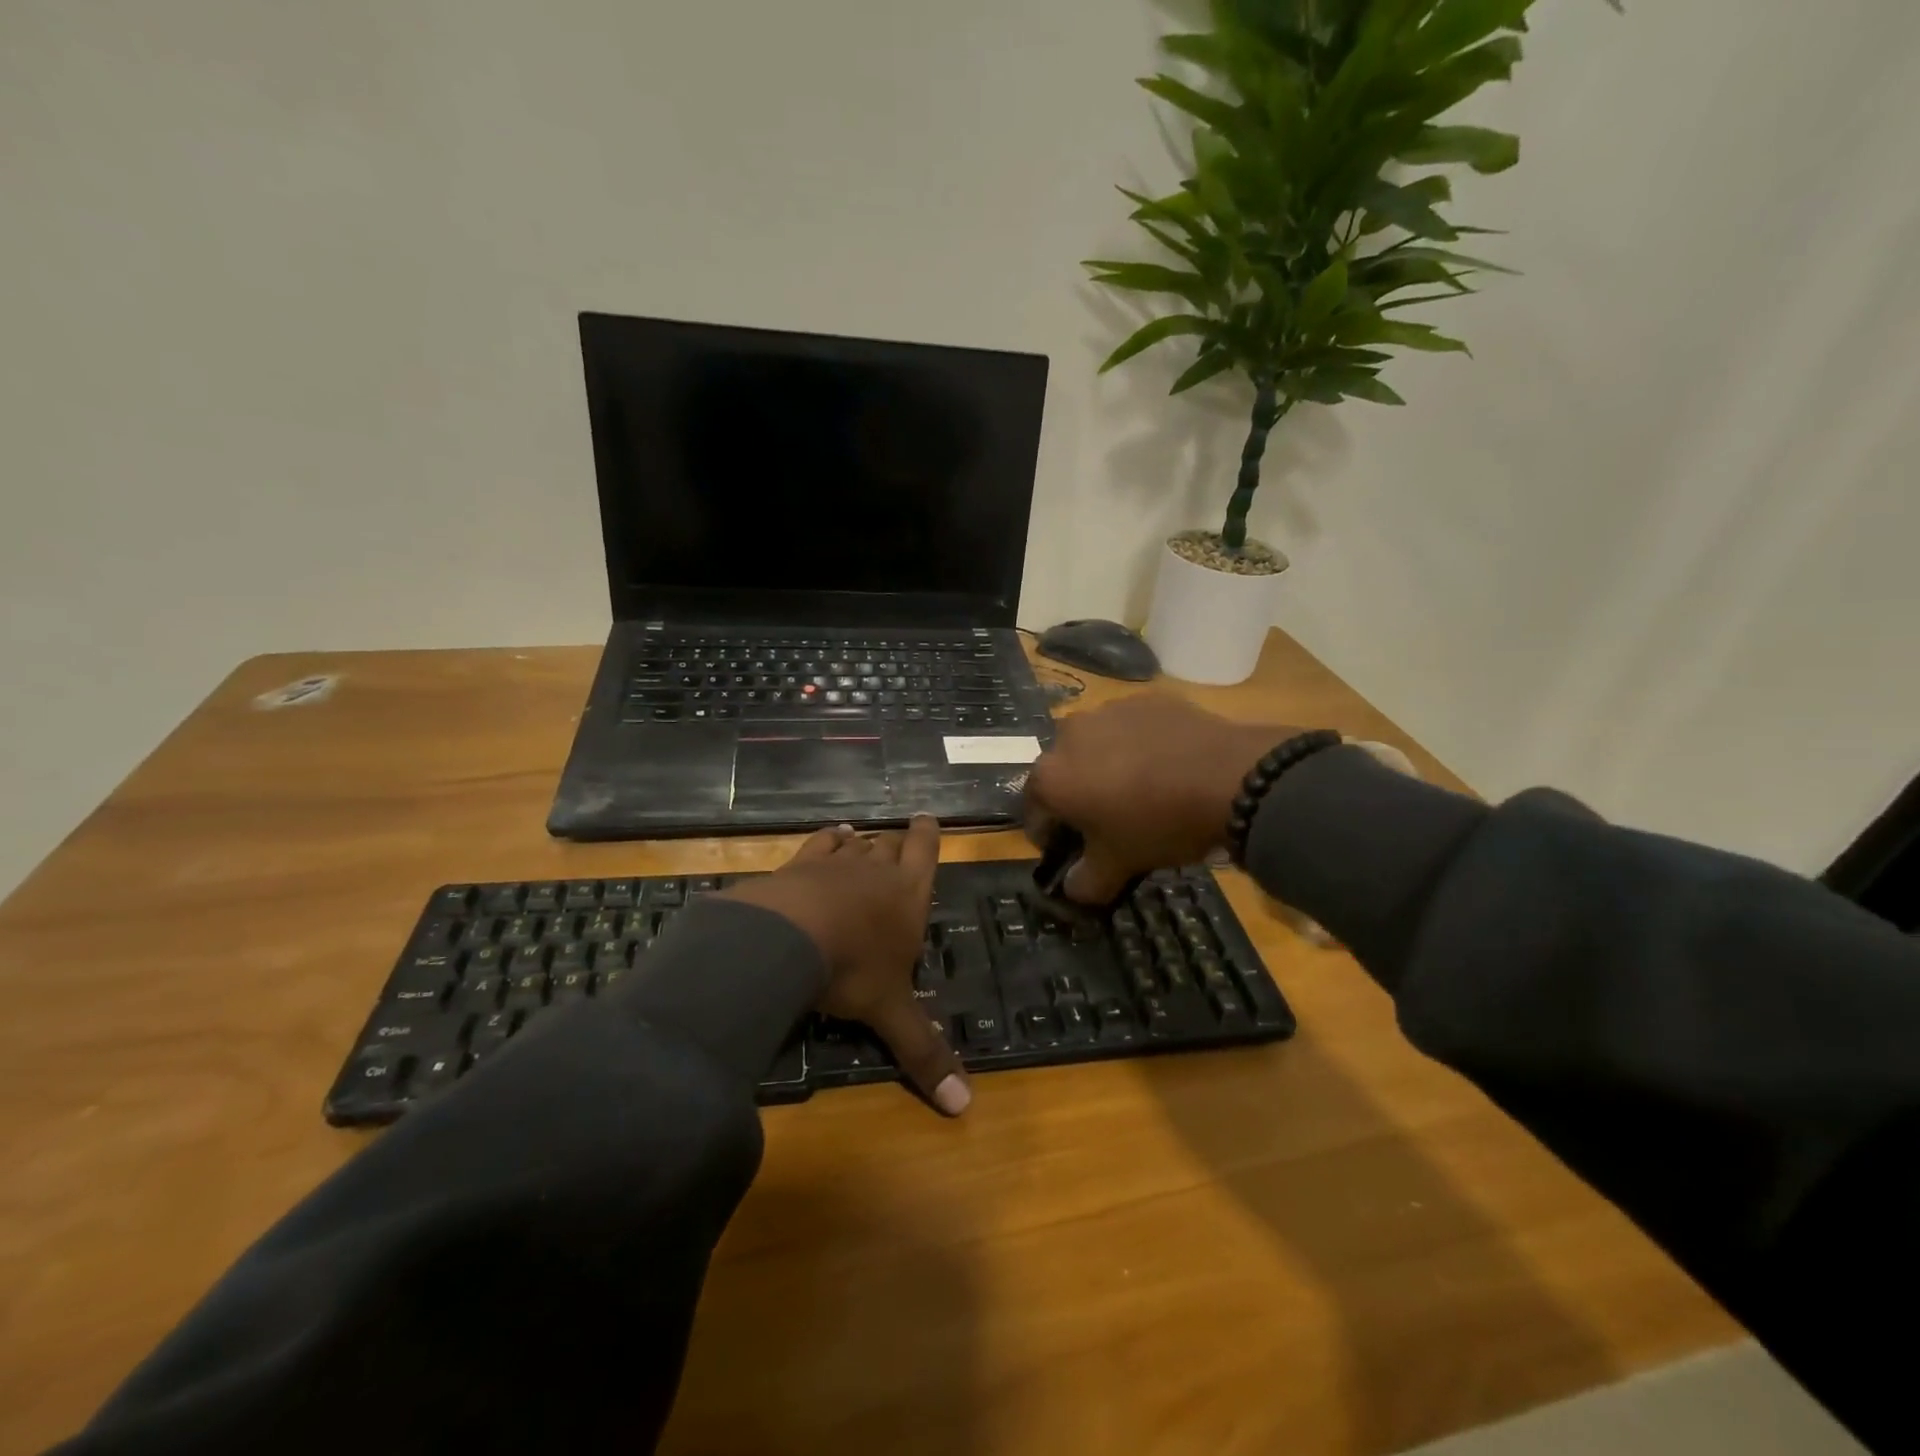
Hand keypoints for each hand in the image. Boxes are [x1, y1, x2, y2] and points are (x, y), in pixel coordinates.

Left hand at [720, 816, 969, 1115]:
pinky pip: (817, 845)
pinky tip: (827, 839)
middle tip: (899, 839)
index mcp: (908, 896)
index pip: (925, 853)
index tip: (927, 819)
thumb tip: (965, 1108)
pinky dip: (826, 840)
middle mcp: (876, 872)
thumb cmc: (853, 970)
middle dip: (897, 842)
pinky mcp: (798, 865)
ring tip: (860, 838)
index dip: (928, 836)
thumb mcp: (890, 1014)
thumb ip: (924, 1053)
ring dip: (860, 842)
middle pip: (891, 845)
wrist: (787, 937)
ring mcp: (835, 864)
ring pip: (855, 842)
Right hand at [1025, 694, 1303, 904]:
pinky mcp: (1145, 700)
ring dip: (1105, 767)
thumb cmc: (1159, 824)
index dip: (1050, 836)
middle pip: (1063, 773)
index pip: (1034, 812)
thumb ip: (1085, 883)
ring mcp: (1107, 711)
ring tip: (1142, 790)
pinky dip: (1138, 746)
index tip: (1073, 851)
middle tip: (1109, 820)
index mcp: (1051, 777)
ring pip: (1096, 746)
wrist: (1229, 776)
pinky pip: (1130, 729)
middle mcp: (1068, 736)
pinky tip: (1167, 766)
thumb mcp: (1119, 866)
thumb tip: (1072, 888)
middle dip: (1077, 796)